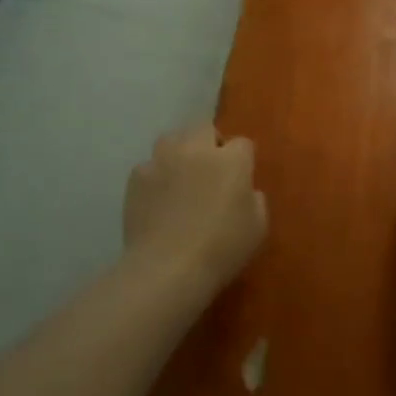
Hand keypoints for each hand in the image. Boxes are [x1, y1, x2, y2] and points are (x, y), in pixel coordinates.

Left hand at [123, 123, 267, 293]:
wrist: (167, 267)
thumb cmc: (221, 249)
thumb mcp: (258, 228)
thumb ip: (255, 200)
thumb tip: (245, 190)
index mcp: (231, 160)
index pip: (242, 143)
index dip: (242, 159)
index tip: (240, 178)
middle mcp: (196, 149)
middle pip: (204, 128)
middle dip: (209, 143)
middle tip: (210, 170)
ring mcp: (162, 160)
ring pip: (172, 139)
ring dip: (179, 151)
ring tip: (180, 176)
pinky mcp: (137, 176)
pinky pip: (149, 166)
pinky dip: (155, 176)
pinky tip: (157, 198)